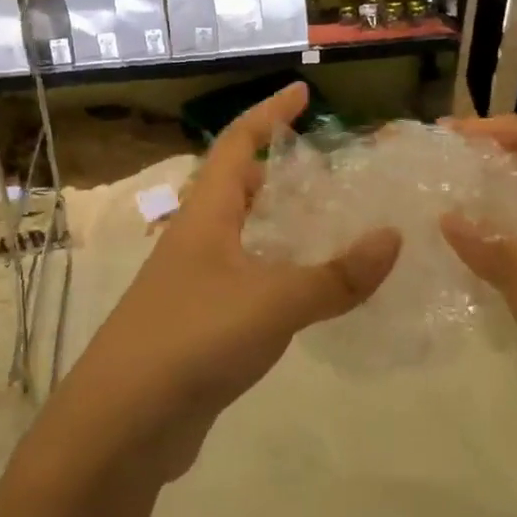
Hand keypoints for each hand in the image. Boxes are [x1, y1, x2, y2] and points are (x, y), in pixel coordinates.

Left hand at [44, 83, 400, 482]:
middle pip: (238, 188)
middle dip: (280, 172)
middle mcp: (197, 241)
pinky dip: (281, 274)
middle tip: (331, 172)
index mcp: (205, 216)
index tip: (302, 92)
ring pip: (246, 238)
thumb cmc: (192, 340)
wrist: (123, 424)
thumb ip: (336, 275)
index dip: (268, 114)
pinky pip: (250, 282)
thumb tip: (393, 238)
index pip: (237, 144)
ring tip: (333, 226)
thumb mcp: (273, 301)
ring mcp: (196, 285)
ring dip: (283, 226)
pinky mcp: (203, 326)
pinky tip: (312, 292)